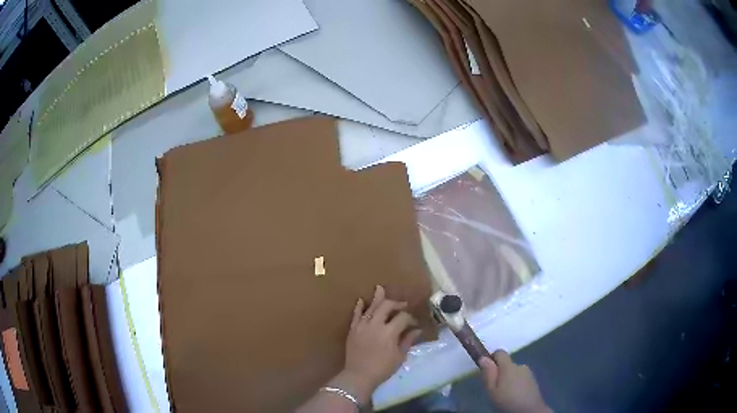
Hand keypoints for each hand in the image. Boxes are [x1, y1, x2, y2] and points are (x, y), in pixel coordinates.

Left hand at [332, 286, 421, 403]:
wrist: (359, 375)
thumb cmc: (382, 368)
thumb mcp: (399, 356)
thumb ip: (407, 340)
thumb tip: (417, 330)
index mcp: (389, 332)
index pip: (402, 317)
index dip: (410, 318)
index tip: (414, 323)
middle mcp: (375, 325)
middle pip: (387, 306)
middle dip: (396, 303)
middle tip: (402, 305)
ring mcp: (362, 326)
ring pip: (371, 307)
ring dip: (377, 298)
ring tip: (380, 289)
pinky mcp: (353, 329)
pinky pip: (356, 315)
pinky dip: (359, 306)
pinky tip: (362, 300)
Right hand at [480, 350, 550, 412]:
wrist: (529, 410)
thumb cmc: (507, 400)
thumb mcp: (491, 390)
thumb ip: (488, 373)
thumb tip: (484, 357)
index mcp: (509, 366)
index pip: (500, 353)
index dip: (492, 358)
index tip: (487, 371)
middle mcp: (520, 365)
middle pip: (507, 364)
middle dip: (500, 373)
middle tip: (495, 388)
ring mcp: (528, 373)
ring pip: (514, 372)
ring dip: (509, 379)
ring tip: (505, 394)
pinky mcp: (533, 380)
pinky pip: (521, 378)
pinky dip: (516, 384)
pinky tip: (514, 395)